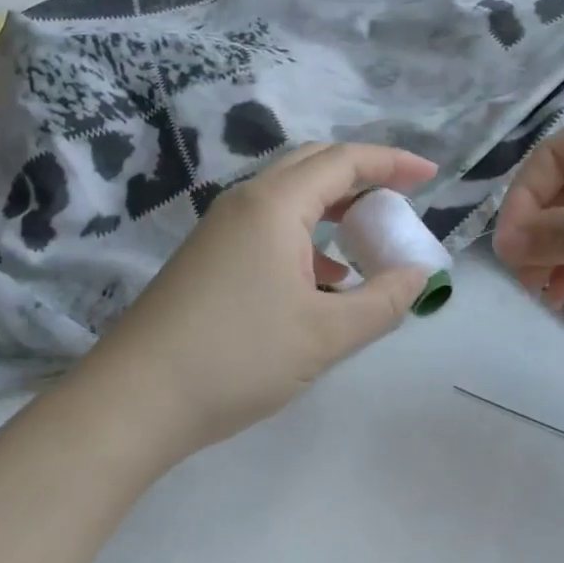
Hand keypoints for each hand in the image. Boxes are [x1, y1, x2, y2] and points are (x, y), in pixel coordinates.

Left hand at [86, 142, 437, 456]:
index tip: (431, 176)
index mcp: (275, 204)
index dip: (392, 162)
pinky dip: (306, 234)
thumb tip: (419, 275)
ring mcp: (221, 227)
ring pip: (290, 195)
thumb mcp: (325, 335)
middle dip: (363, 175)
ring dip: (333, 205)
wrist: (132, 401)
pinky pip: (269, 223)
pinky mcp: (208, 254)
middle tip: (400, 198)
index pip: (344, 161)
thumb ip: (382, 301)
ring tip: (367, 237)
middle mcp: (246, 201)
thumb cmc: (236, 358)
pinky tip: (322, 277)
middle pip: (314, 165)